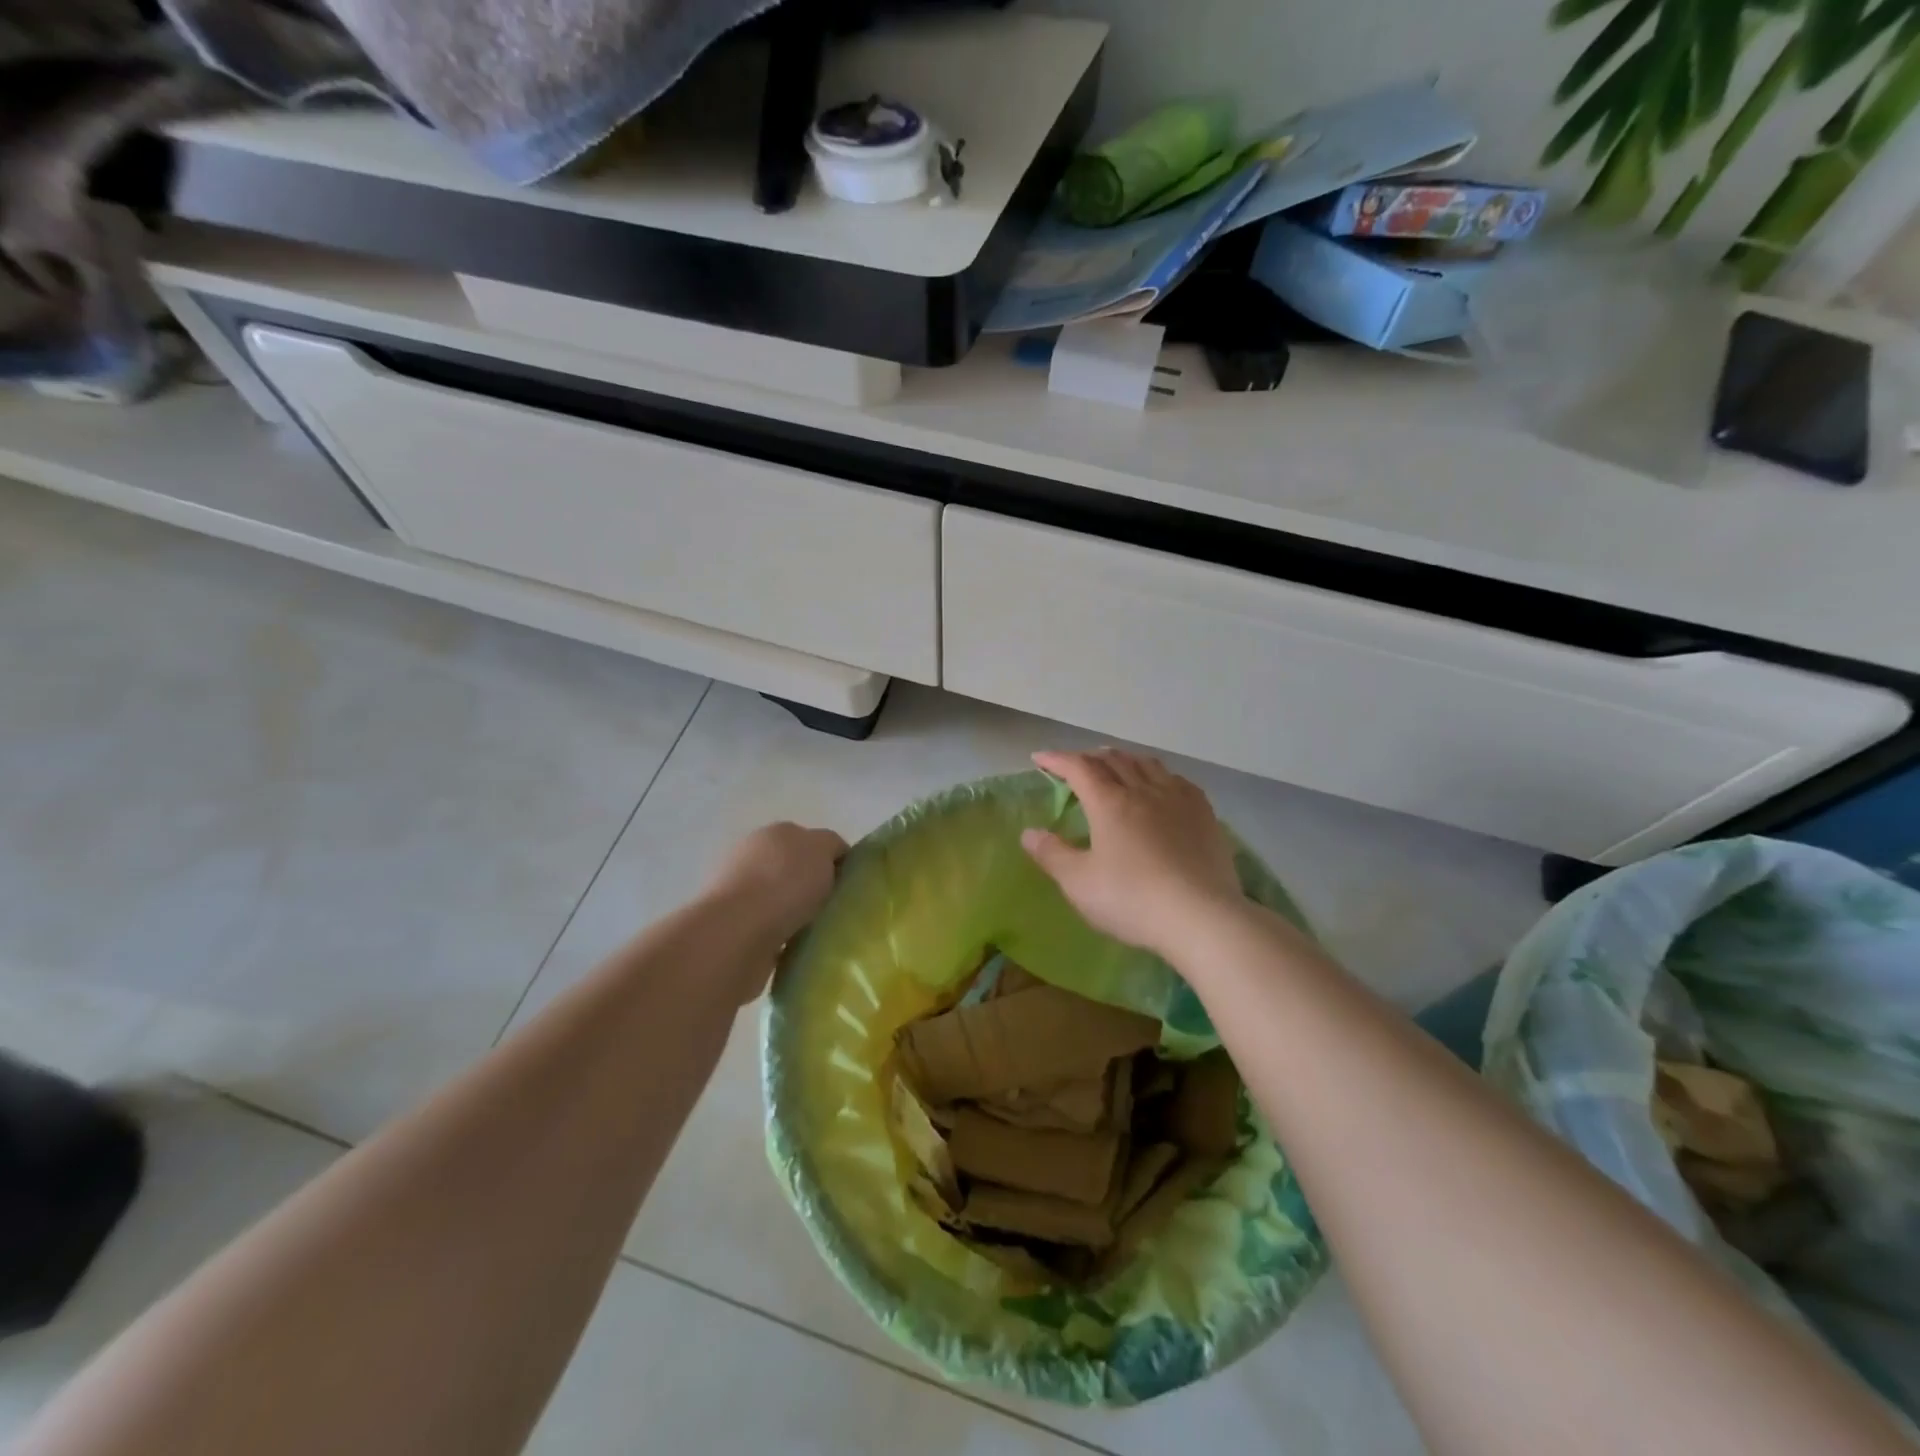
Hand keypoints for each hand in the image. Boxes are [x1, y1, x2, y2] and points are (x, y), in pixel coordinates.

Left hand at [704, 822, 846, 970]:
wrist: (735, 933)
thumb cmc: (784, 883)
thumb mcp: (821, 849)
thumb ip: (831, 846)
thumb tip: (830, 858)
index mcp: (775, 832)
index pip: (812, 841)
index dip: (834, 860)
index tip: (849, 884)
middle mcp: (752, 856)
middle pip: (795, 869)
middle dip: (813, 887)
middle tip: (836, 909)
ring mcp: (738, 892)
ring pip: (780, 901)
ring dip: (796, 914)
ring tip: (818, 933)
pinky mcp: (731, 927)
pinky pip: (769, 931)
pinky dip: (782, 938)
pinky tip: (796, 948)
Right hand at [1022, 750, 1244, 958]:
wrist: (1202, 917)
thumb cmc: (1132, 900)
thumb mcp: (1079, 883)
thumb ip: (1051, 854)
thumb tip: (1029, 832)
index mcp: (1109, 802)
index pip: (1079, 768)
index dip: (1057, 759)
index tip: (1040, 758)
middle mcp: (1143, 790)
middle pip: (1114, 760)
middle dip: (1089, 757)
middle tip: (1075, 764)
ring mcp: (1178, 799)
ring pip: (1147, 764)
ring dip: (1124, 759)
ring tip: (1115, 764)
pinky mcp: (1204, 814)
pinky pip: (1177, 780)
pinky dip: (1158, 774)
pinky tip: (1161, 785)